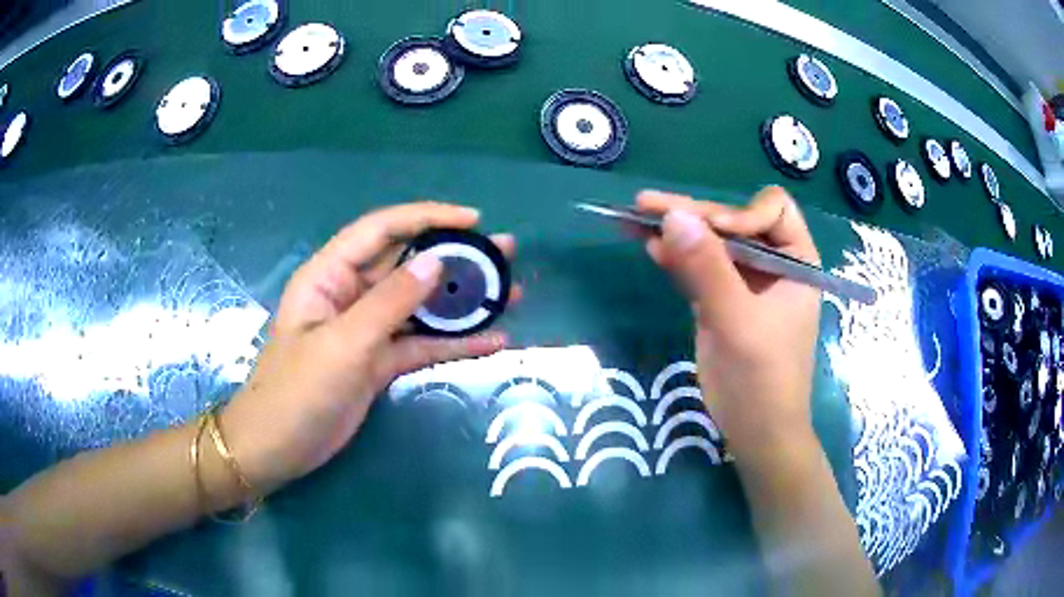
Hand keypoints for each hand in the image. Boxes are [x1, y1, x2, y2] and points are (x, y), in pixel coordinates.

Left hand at [220, 202, 514, 494]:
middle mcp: (350, 294)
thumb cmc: (297, 391)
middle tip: (505, 255)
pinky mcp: (378, 362)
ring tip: (510, 294)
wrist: (278, 449)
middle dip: (456, 257)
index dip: (428, 218)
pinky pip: (421, 344)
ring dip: (462, 301)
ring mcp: (367, 330)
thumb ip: (389, 302)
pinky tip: (492, 342)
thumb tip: (436, 261)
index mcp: (330, 275)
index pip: (382, 230)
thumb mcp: (343, 344)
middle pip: (407, 264)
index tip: (474, 221)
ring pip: (420, 305)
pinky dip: (454, 343)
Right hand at [638, 187, 821, 462]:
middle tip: (645, 204)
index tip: (711, 232)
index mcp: (795, 261)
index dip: (740, 213)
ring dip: (676, 232)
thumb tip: (672, 216)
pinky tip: (649, 246)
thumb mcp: (738, 322)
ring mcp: (744, 283)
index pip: (773, 211)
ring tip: (634, 218)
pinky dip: (674, 258)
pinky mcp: (721, 301)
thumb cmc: (763, 380)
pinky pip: (697, 269)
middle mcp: (772, 264)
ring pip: (710, 244)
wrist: (756, 432)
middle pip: (732, 223)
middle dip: (693, 215)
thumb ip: (708, 269)